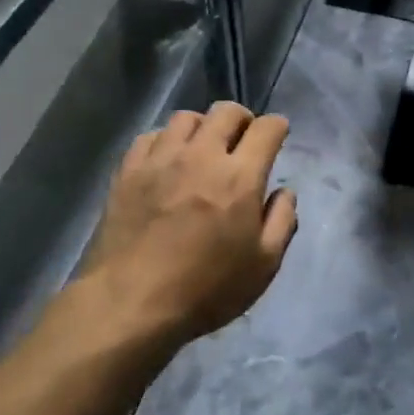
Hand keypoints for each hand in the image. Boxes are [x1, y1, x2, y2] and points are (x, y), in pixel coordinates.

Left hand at [78, 102, 297, 344]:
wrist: (130, 303)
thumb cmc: (205, 289)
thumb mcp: (262, 266)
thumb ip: (282, 221)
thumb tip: (284, 191)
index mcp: (239, 176)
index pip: (266, 129)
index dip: (277, 126)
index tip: (278, 134)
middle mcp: (201, 155)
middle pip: (226, 111)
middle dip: (243, 118)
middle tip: (243, 138)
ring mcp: (161, 158)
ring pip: (186, 117)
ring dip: (203, 126)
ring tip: (203, 147)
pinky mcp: (129, 169)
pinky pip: (151, 136)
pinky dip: (166, 141)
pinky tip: (167, 160)